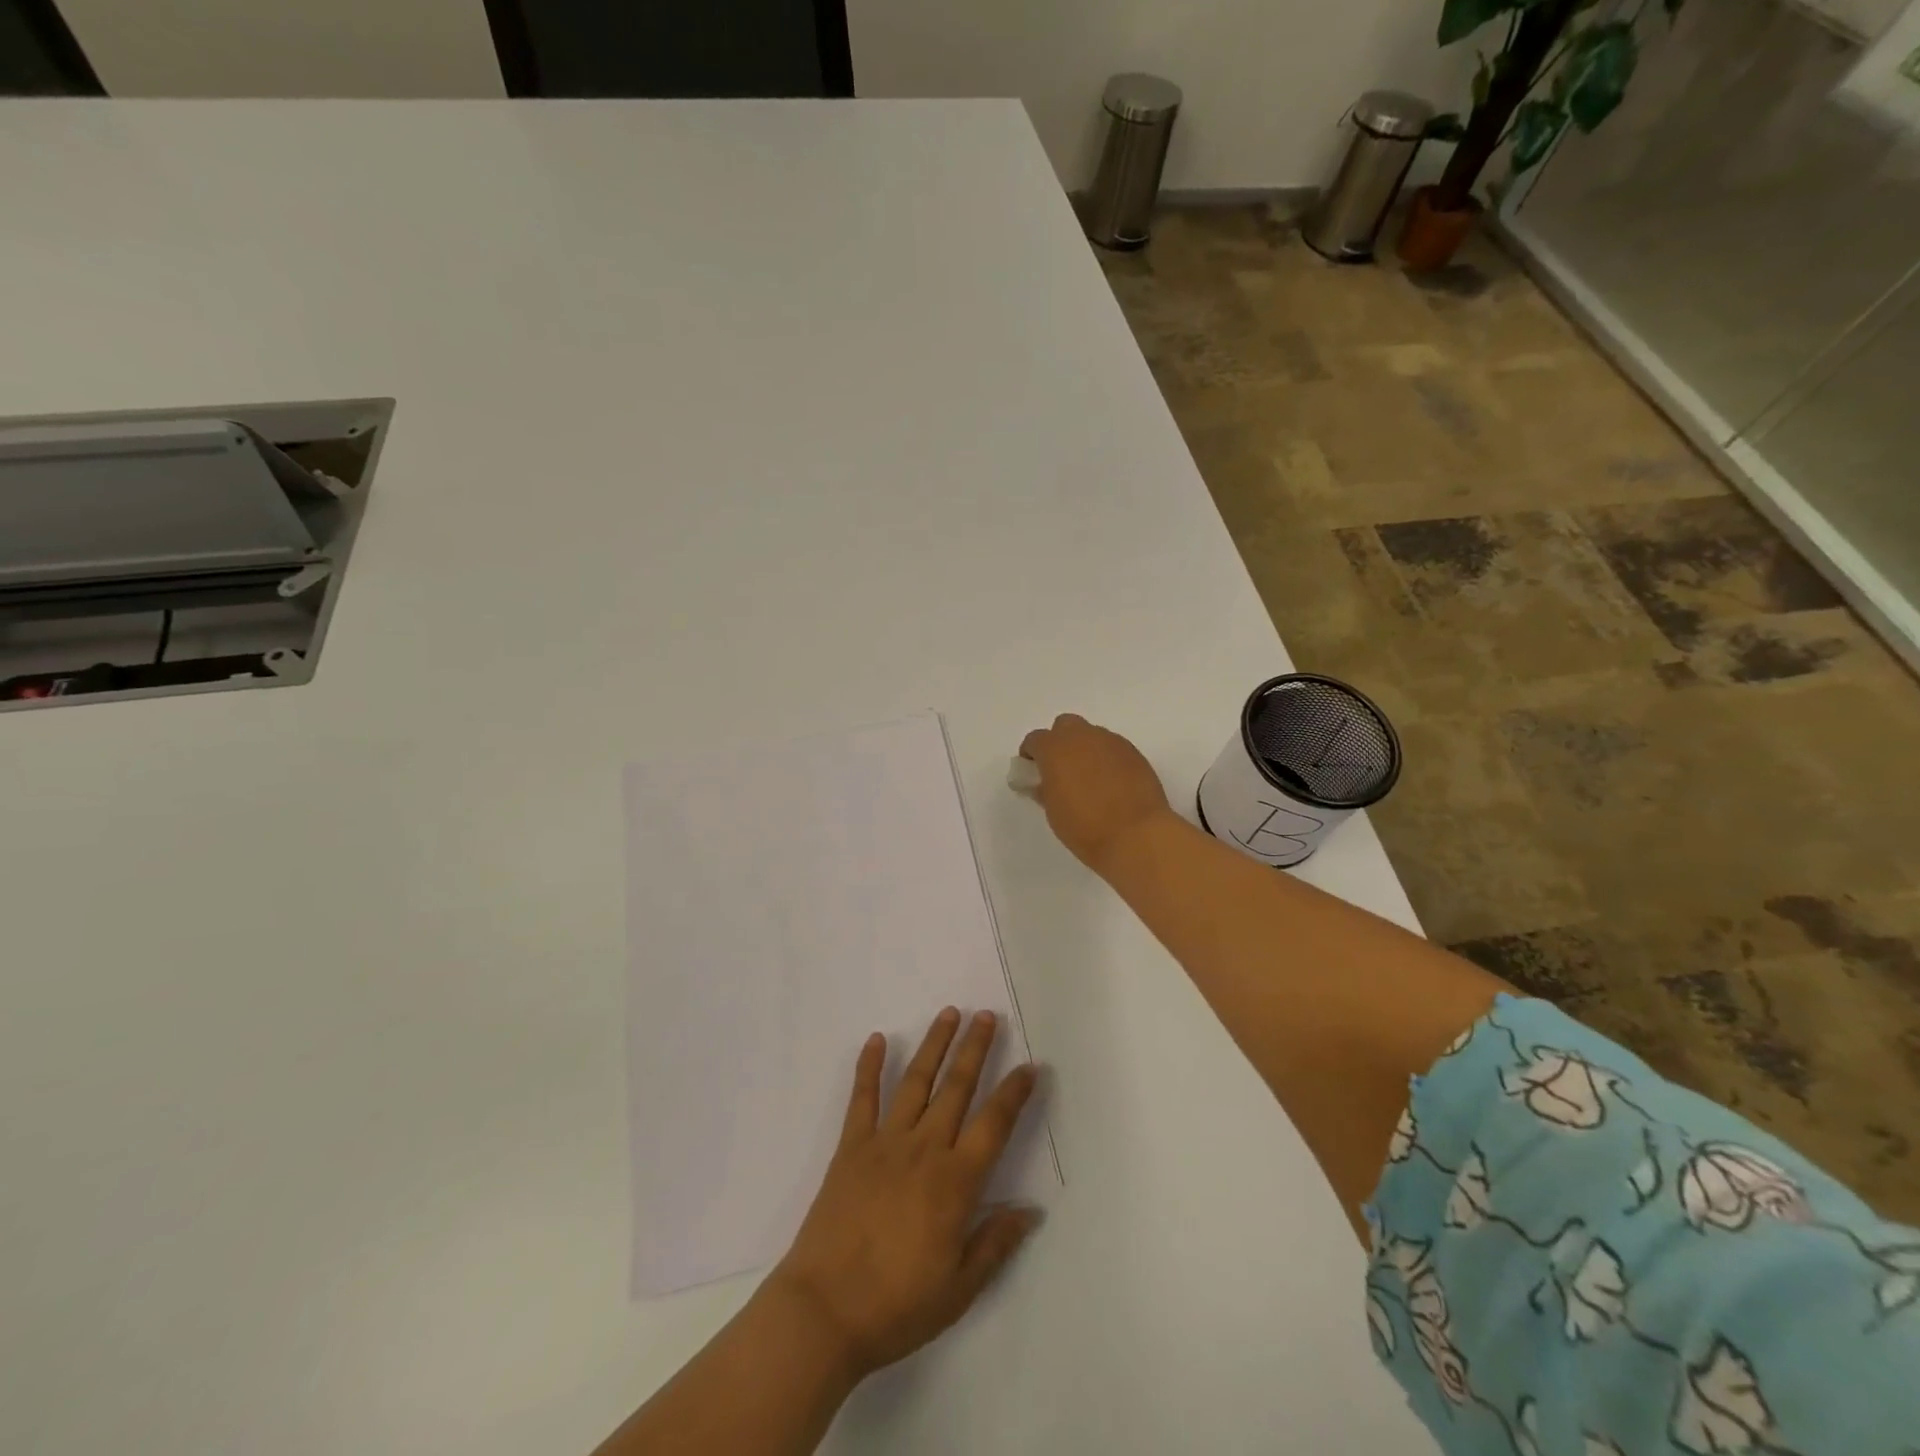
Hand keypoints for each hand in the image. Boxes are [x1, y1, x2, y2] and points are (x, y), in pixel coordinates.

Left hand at [767, 1009, 1041, 1380]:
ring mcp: (885, 1142)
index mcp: (955, 1182)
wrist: (824, 1310)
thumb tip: (1030, 1210)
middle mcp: (925, 1149)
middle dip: (975, 1049)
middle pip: (956, 1088)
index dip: (1014, 1093)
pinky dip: (869, 1066)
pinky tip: (876, 1039)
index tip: (1030, 1066)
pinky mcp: (851, 1146)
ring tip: (949, 1014)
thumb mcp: (959, 1289)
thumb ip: (996, 1243)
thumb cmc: (897, 1305)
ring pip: (916, 1082)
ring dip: (934, 1045)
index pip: (994, 1124)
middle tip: (987, 1016)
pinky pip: (863, 1098)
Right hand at [1018, 713, 1172, 871]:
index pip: (1035, 740)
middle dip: (1060, 742)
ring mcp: (1112, 742)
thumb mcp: (1053, 811)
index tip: (1032, 771)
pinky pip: (1113, 748)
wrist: (1135, 835)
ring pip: (1092, 736)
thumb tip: (1044, 782)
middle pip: (1065, 726)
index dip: (1031, 754)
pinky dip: (1107, 759)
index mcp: (1055, 748)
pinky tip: (1111, 784)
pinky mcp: (1135, 753)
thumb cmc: (1084, 827)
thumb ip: (1045, 789)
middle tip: (1061, 769)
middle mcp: (1083, 736)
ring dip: (1085, 750)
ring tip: (1089, 779)